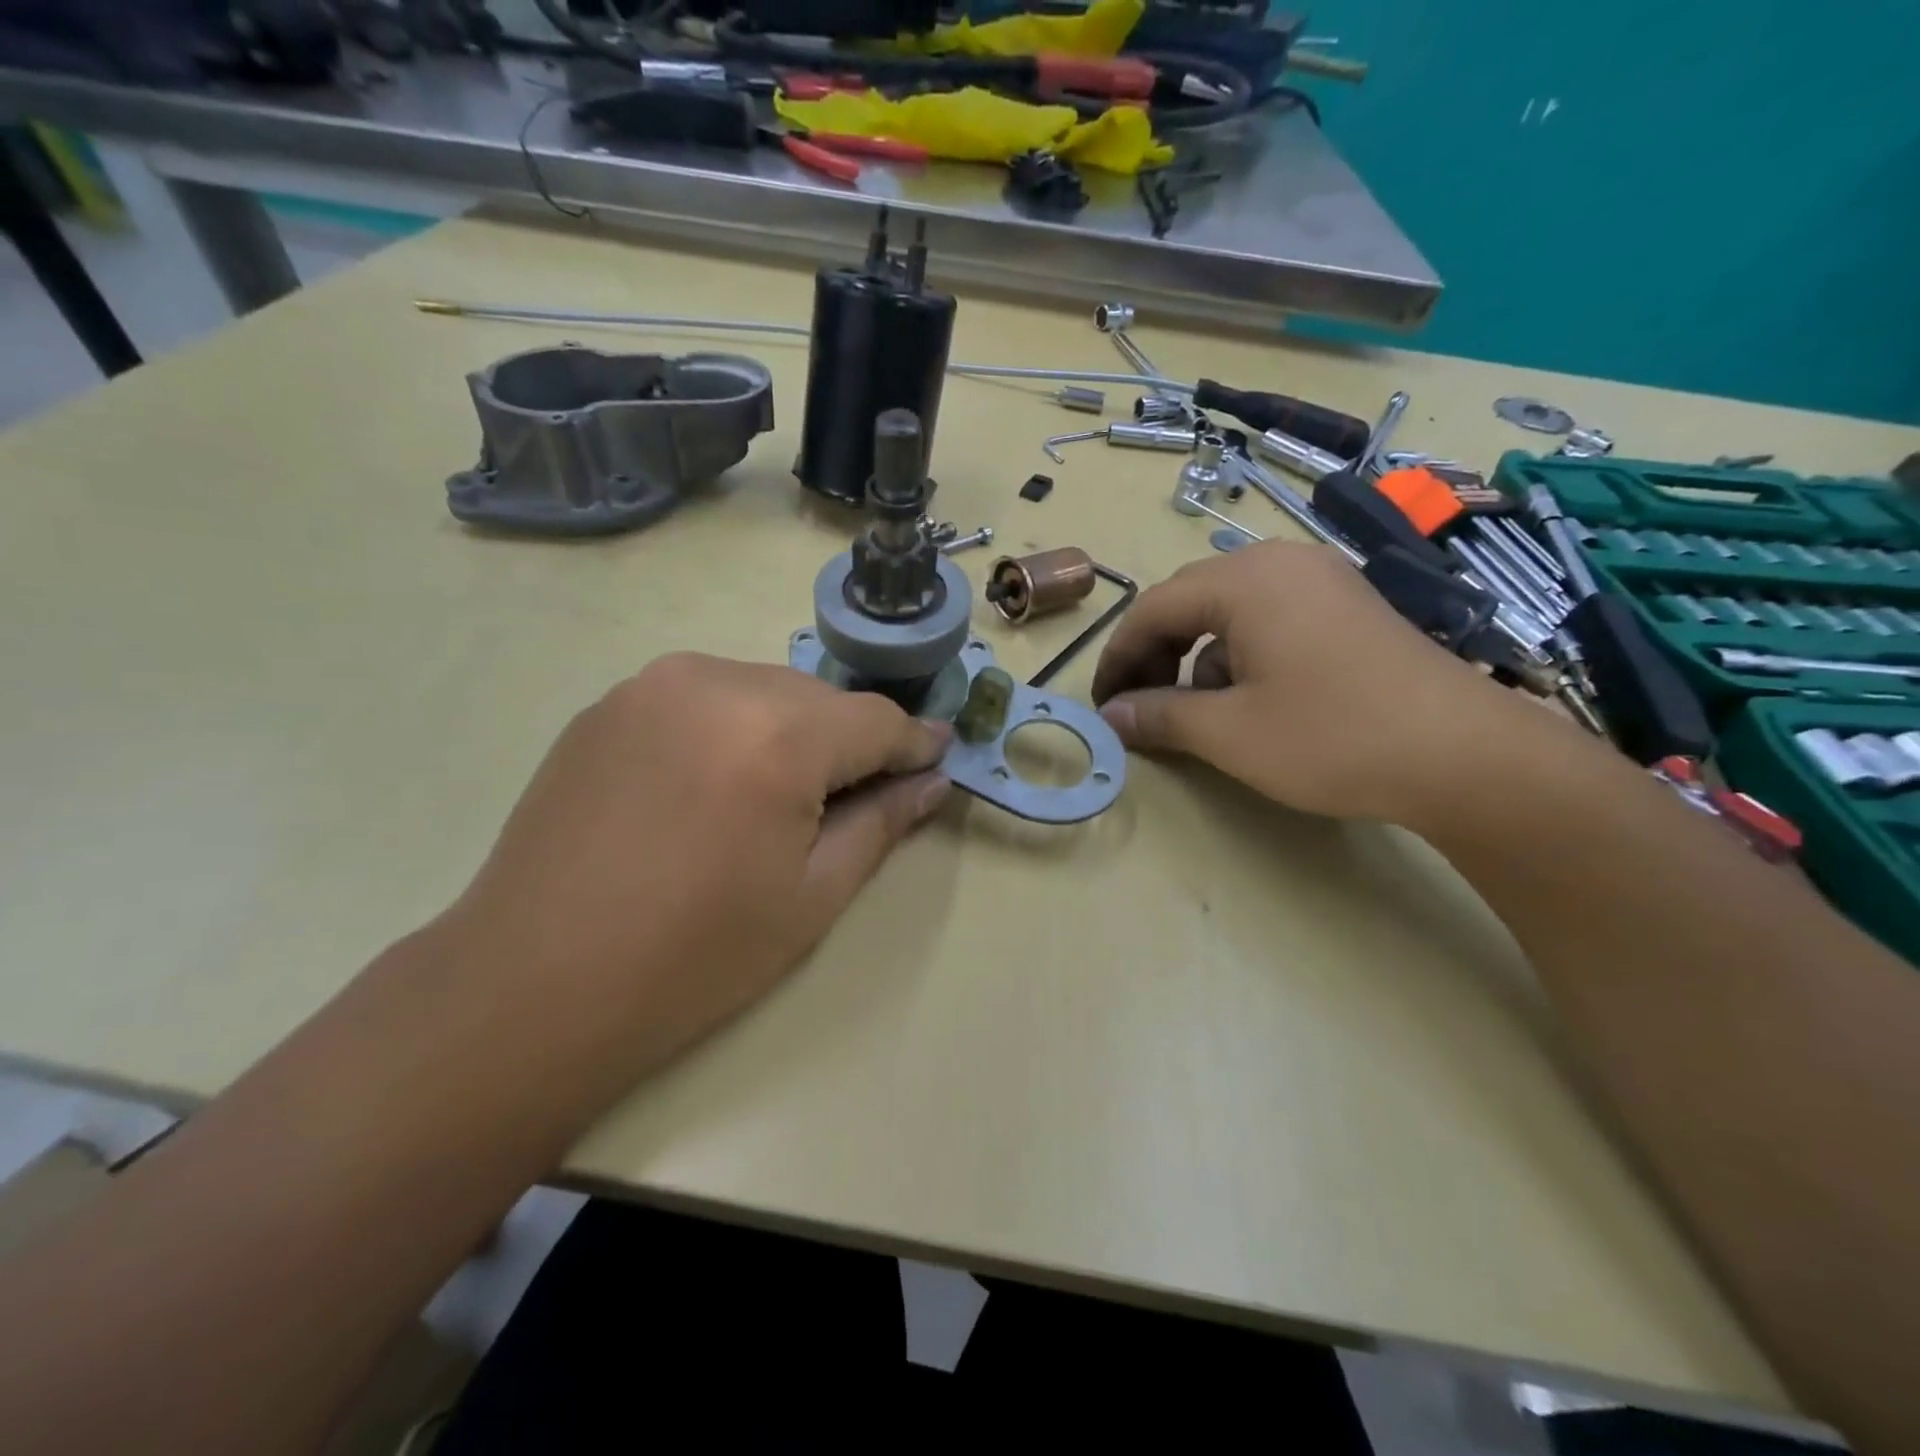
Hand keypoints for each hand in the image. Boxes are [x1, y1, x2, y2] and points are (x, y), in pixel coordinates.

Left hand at [440, 653, 950, 1077]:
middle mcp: (716, 682)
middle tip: (855, 798)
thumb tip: (932, 781)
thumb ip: (882, 824)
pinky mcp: (609, 704)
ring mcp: (652, 686)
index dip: (913, 743)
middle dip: (849, 742)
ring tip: (778, 797)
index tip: (937, 760)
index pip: (875, 719)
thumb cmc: (695, 956)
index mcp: (776, 734)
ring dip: (790, 732)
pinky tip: (713, 787)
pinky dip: (732, 729)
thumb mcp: (812, 896)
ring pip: (761, 691)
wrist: (532, 985)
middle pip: (818, 699)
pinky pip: (703, 699)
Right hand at [1091, 540, 1548, 823]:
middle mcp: (1281, 564)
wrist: (1465, 755)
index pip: (1152, 608)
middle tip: (1139, 704)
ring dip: (1196, 657)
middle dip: (1155, 654)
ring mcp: (1321, 581)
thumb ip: (1158, 716)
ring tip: (1195, 709)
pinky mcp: (1348, 607)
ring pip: (1229, 611)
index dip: (1118, 657)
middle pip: (1189, 601)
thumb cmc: (1332, 737)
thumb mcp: (1229, 733)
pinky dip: (1240, 654)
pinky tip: (1251, 698)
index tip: (1102, 703)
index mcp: (1245, 581)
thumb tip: (1109, 716)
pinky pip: (1270, 618)